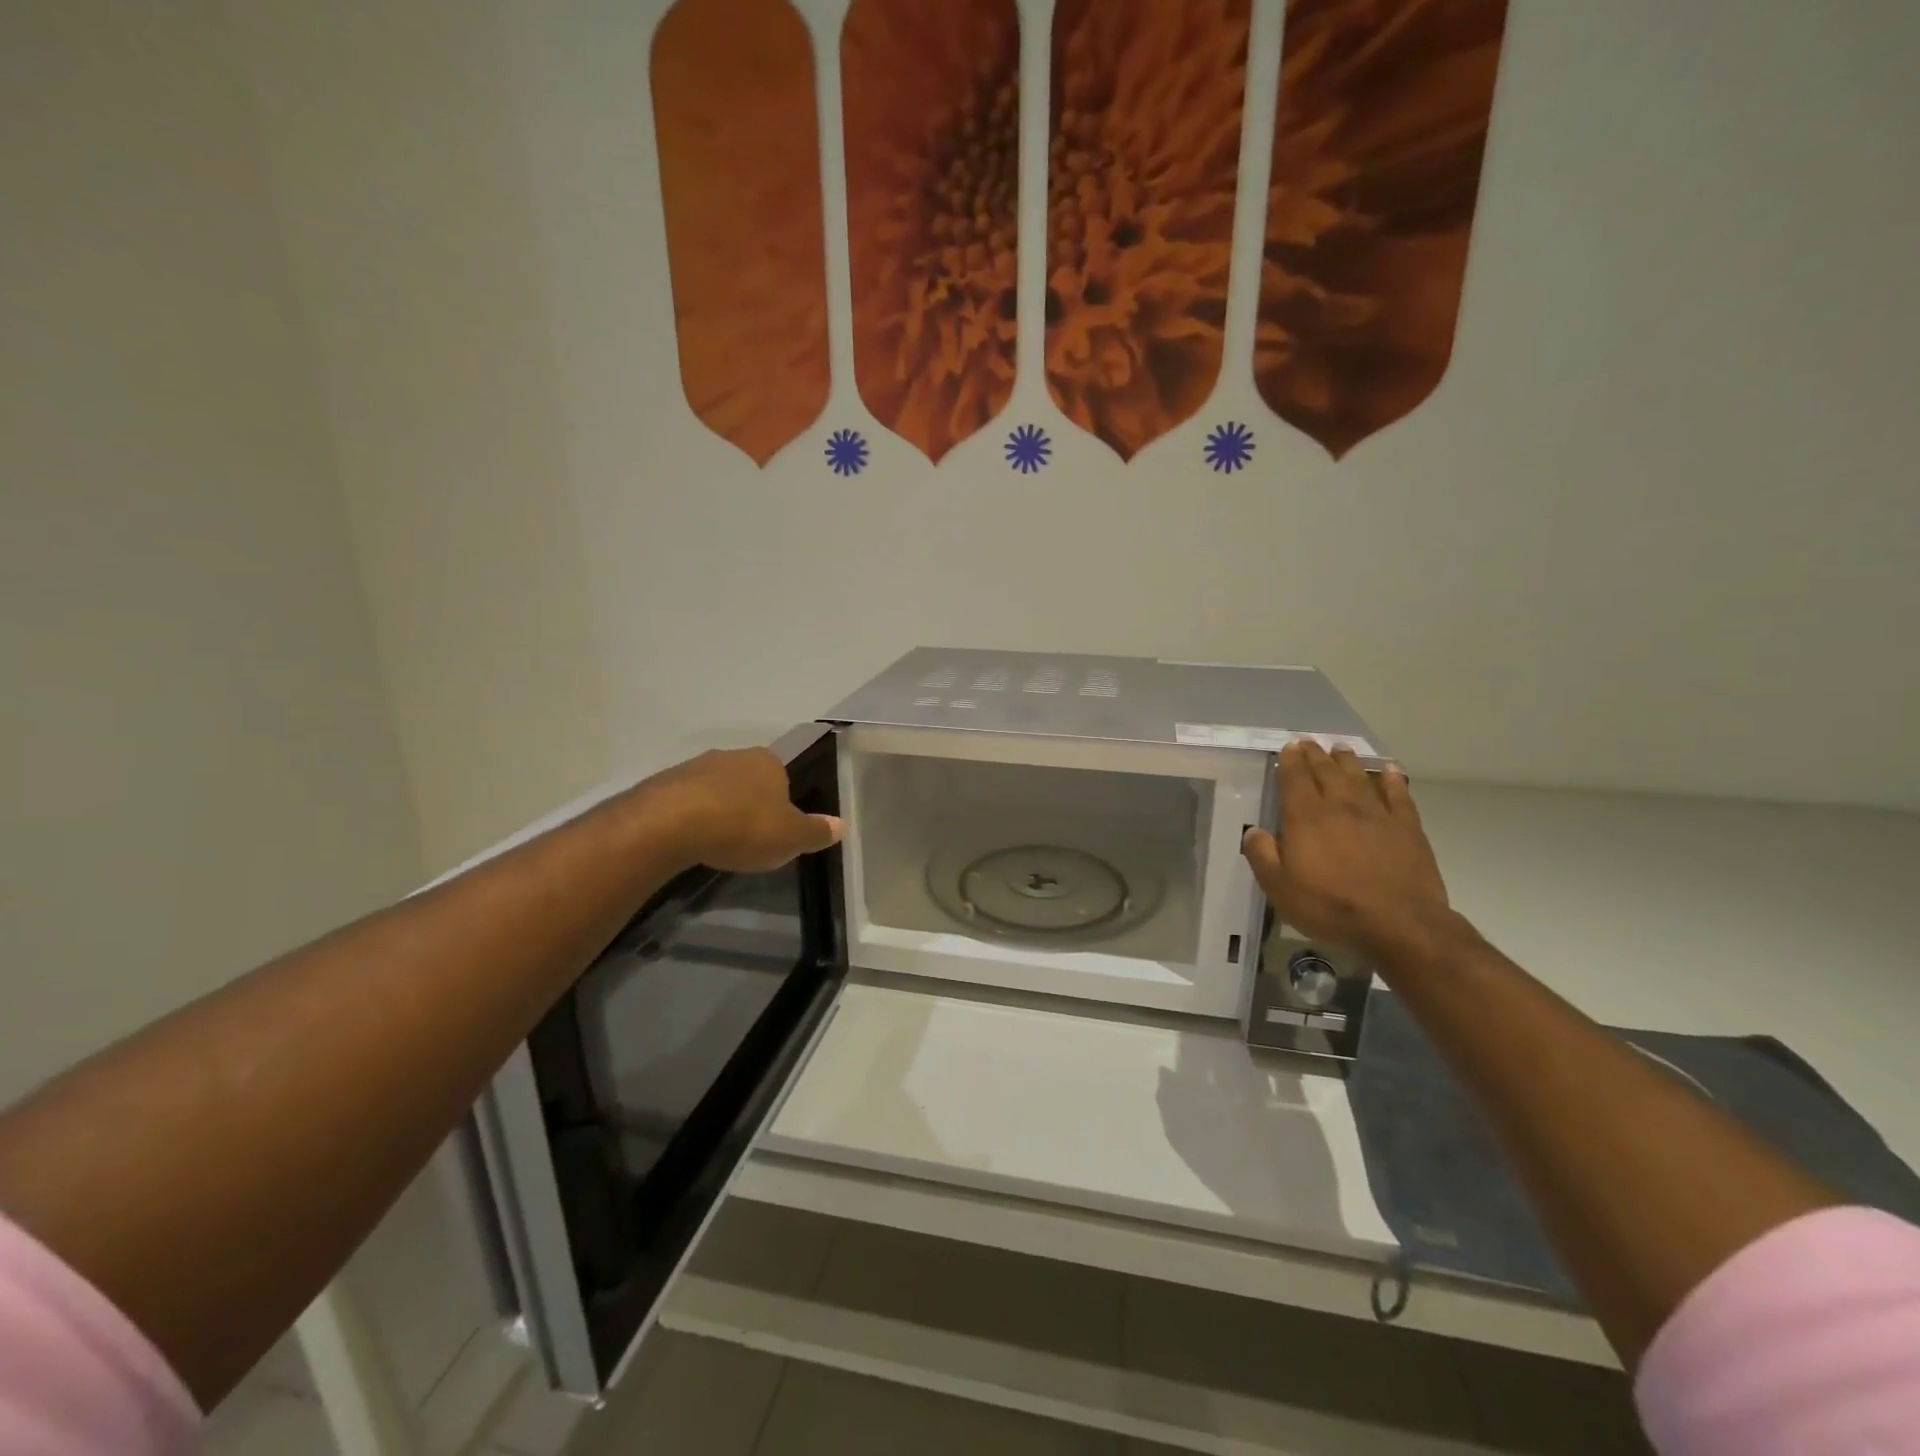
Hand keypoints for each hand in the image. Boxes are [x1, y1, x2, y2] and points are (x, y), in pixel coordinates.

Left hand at [641, 748, 842, 872]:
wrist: (671, 824)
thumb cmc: (743, 826)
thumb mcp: (791, 838)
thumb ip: (816, 831)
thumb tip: (841, 825)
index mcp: (769, 762)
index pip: (783, 776)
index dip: (782, 802)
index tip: (777, 827)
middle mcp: (734, 755)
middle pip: (748, 780)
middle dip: (749, 804)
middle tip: (749, 837)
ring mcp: (695, 766)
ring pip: (715, 788)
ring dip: (718, 809)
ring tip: (718, 842)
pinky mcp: (664, 782)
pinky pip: (686, 800)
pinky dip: (691, 817)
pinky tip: (690, 840)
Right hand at [1241, 742, 1451, 956]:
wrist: (1399, 923)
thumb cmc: (1330, 906)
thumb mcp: (1280, 888)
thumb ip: (1262, 856)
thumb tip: (1253, 832)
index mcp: (1306, 818)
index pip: (1295, 779)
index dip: (1291, 761)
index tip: (1289, 747)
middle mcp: (1340, 806)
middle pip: (1325, 772)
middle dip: (1315, 755)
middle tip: (1309, 742)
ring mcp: (1377, 814)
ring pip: (1359, 777)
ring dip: (1347, 760)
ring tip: (1340, 748)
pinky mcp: (1407, 827)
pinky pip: (1398, 794)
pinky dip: (1392, 779)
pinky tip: (1390, 770)